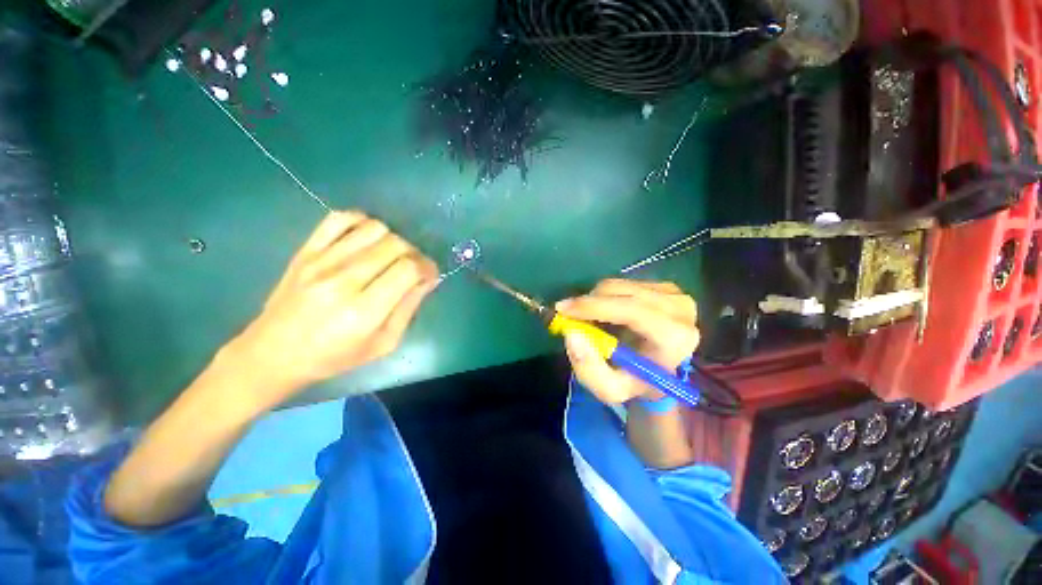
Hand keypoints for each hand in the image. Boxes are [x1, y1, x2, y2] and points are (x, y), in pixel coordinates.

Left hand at [223, 211, 439, 409]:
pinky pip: (340, 218)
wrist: (273, 353)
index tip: (429, 275)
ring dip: (392, 239)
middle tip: (412, 268)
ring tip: (389, 256)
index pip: (408, 269)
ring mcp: (321, 261)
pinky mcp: (305, 251)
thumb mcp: (383, 343)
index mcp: (364, 311)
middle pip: (395, 245)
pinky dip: (362, 222)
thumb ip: (409, 308)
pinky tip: (366, 239)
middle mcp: (343, 280)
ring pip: (374, 228)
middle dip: (414, 254)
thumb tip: (428, 279)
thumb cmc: (334, 356)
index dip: (427, 267)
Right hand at [556, 279, 699, 404]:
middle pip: (623, 293)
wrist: (658, 369)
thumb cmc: (634, 380)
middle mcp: (681, 309)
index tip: (563, 309)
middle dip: (589, 302)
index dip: (594, 307)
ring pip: (619, 285)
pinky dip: (605, 296)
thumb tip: (572, 334)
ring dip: (596, 299)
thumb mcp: (609, 388)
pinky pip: (623, 283)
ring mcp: (674, 294)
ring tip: (589, 319)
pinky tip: (606, 312)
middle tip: (566, 313)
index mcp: (675, 338)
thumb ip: (589, 368)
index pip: (633, 311)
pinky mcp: (664, 285)